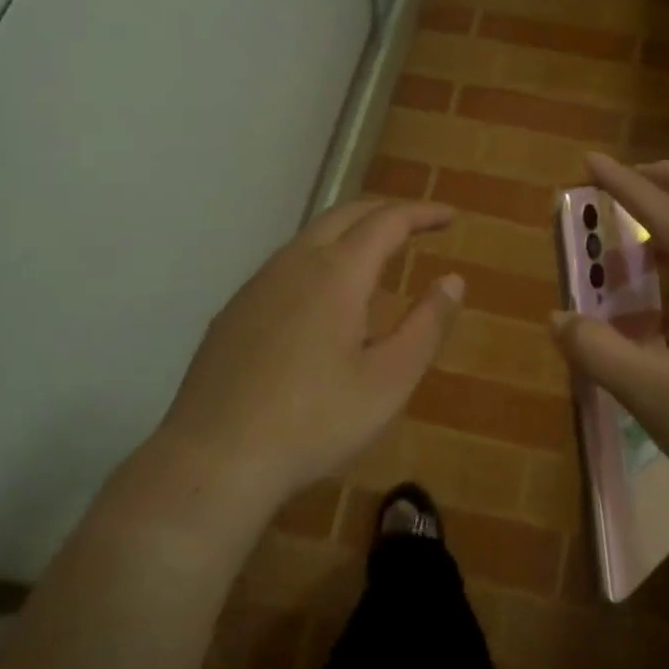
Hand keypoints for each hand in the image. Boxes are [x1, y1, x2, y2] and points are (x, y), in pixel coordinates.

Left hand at [149, 199, 462, 523]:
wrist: (215, 457)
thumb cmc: (315, 421)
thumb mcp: (389, 380)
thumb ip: (427, 325)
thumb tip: (453, 280)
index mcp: (337, 273)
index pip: (387, 221)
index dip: (422, 213)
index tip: (450, 216)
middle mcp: (294, 263)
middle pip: (345, 213)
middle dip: (386, 211)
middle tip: (418, 224)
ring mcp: (257, 285)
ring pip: (310, 237)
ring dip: (350, 232)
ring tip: (377, 255)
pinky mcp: (234, 311)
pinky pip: (286, 265)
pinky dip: (320, 259)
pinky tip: (324, 297)